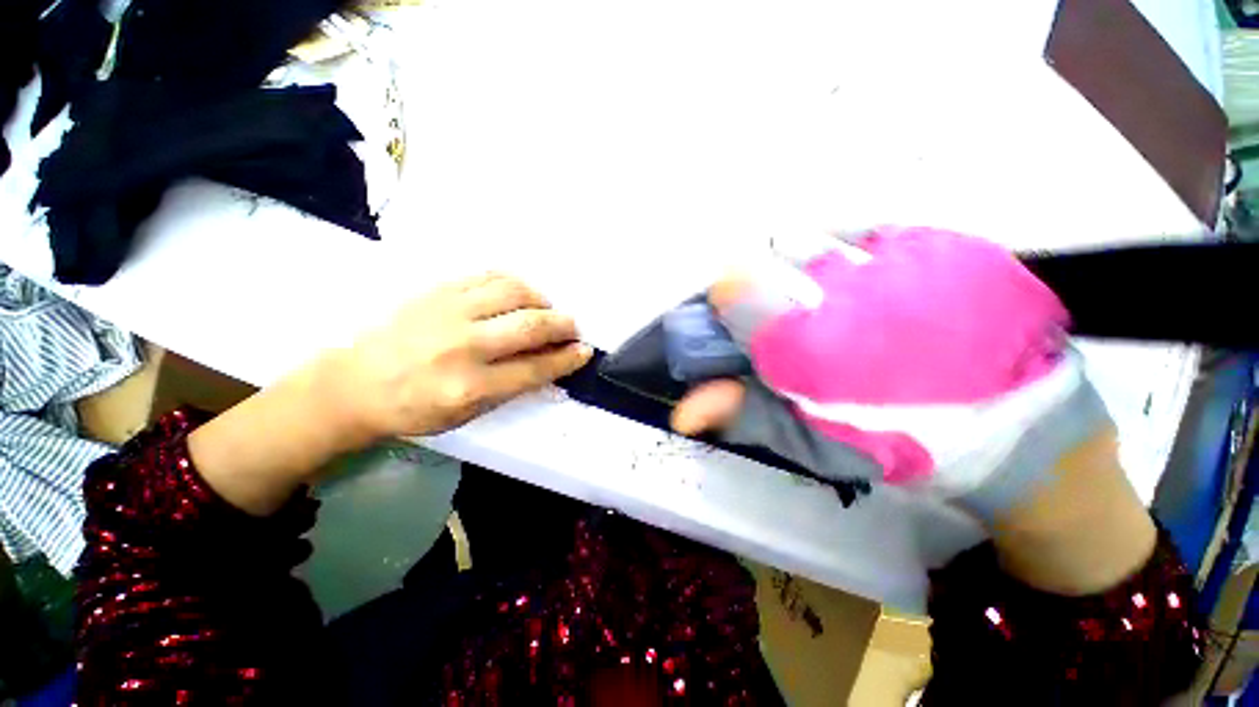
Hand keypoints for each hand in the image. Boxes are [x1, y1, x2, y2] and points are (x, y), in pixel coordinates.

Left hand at [330, 273, 592, 442]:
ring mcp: (449, 312)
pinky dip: (514, 283)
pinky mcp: (437, 291)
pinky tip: (519, 293)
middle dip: (563, 325)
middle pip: (531, 326)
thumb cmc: (415, 408)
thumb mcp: (467, 414)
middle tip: (572, 327)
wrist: (355, 383)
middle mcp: (463, 346)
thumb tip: (548, 361)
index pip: (535, 368)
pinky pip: (488, 276)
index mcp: (470, 387)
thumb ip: (511, 387)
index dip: (567, 359)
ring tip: (545, 309)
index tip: (584, 351)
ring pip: (514, 293)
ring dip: (541, 300)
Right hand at [671, 226, 1109, 522]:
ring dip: (804, 260)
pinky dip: (849, 247)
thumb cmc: (897, 442)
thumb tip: (681, 411)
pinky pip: (867, 227)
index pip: (732, 286)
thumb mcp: (809, 440)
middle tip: (783, 309)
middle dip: (763, 279)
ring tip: (826, 294)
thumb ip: (743, 413)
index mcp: (804, 342)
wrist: (1016, 431)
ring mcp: (898, 258)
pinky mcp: (943, 242)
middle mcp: (843, 289)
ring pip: (814, 234)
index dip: (725, 299)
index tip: (735, 316)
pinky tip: (865, 277)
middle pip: (768, 252)